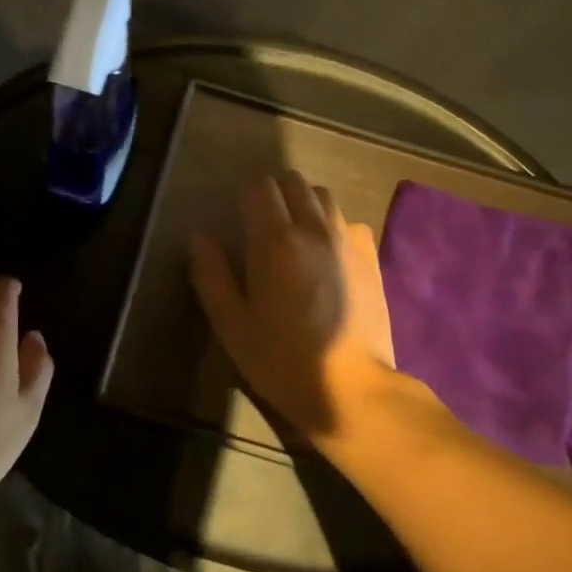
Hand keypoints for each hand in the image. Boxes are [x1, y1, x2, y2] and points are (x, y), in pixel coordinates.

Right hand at [188, 171, 395, 439]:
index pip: (260, 188)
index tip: (239, 220)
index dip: (246, 197)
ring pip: (325, 196)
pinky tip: (327, 254)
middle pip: (294, 182)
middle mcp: (314, 229)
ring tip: (295, 234)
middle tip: (263, 225)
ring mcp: (348, 241)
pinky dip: (334, 225)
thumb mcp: (232, 325)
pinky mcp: (371, 258)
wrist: (353, 389)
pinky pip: (350, 222)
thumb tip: (200, 237)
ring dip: (305, 204)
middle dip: (275, 193)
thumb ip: (212, 276)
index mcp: (275, 241)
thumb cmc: (282, 360)